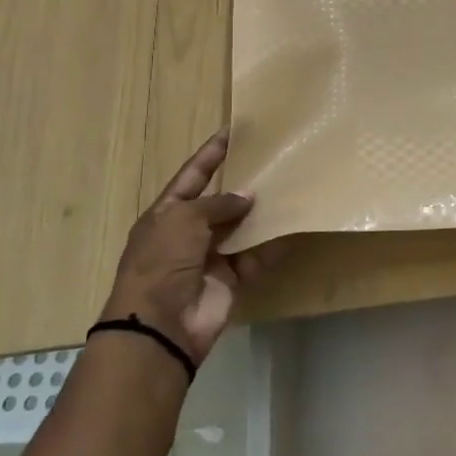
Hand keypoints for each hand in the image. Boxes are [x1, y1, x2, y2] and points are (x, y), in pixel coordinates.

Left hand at [102, 130, 274, 366]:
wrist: (161, 325)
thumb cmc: (162, 261)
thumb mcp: (184, 220)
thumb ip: (217, 204)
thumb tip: (246, 198)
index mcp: (167, 214)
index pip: (192, 175)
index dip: (211, 154)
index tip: (232, 130)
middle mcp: (188, 232)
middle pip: (220, 201)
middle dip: (243, 183)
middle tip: (273, 160)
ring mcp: (211, 256)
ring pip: (242, 227)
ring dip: (261, 212)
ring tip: (289, 186)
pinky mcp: (232, 278)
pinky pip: (257, 255)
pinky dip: (274, 243)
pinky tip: (294, 225)